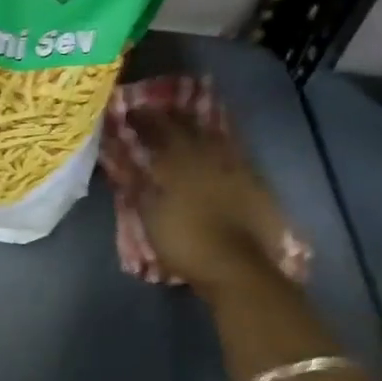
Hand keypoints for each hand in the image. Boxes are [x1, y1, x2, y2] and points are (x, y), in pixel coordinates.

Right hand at [131, 112, 309, 293]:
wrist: (237, 267)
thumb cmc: (185, 243)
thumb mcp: (151, 216)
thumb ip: (140, 186)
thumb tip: (128, 163)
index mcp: (179, 161)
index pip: (158, 129)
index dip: (143, 119)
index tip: (130, 113)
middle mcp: (208, 155)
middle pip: (188, 127)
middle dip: (170, 118)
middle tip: (157, 113)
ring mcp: (234, 166)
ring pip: (213, 136)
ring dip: (196, 127)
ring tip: (185, 124)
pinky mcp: (253, 181)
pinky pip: (231, 152)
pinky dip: (218, 145)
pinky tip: (214, 148)